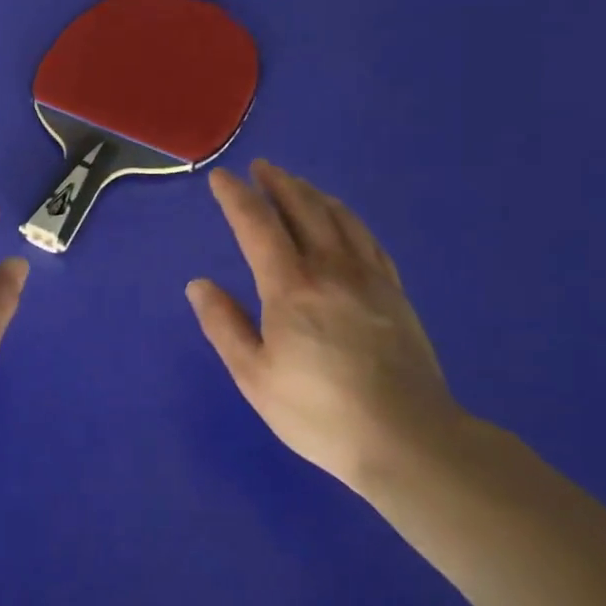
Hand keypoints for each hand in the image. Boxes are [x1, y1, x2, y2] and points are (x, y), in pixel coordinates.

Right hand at [187, 161, 468, 498]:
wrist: (407, 438)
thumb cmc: (319, 413)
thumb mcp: (255, 377)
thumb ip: (224, 325)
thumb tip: (198, 284)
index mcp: (291, 287)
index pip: (257, 226)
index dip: (236, 197)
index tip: (221, 177)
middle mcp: (330, 268)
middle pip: (303, 209)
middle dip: (278, 183)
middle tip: (261, 168)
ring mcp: (369, 277)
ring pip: (338, 217)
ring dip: (312, 194)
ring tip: (296, 184)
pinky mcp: (394, 291)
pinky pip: (368, 238)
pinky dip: (347, 217)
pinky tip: (342, 219)